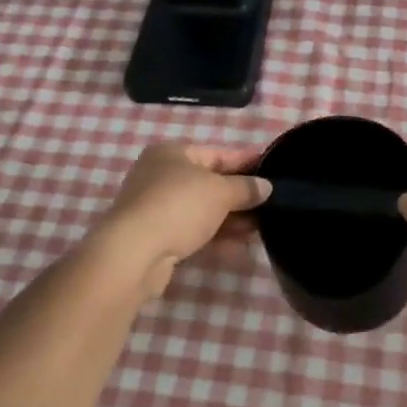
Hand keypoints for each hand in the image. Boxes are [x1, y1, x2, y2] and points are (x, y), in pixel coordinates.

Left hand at [90, 142, 269, 298]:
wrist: (134, 253)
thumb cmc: (179, 206)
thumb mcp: (220, 192)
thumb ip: (245, 188)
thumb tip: (266, 187)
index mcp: (172, 153)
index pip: (217, 153)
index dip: (246, 162)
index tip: (272, 169)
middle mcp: (160, 175)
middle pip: (209, 182)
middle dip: (239, 194)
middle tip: (270, 203)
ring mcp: (155, 207)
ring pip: (202, 208)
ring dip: (230, 217)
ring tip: (261, 226)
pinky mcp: (156, 236)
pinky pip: (193, 230)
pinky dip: (215, 234)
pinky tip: (240, 245)